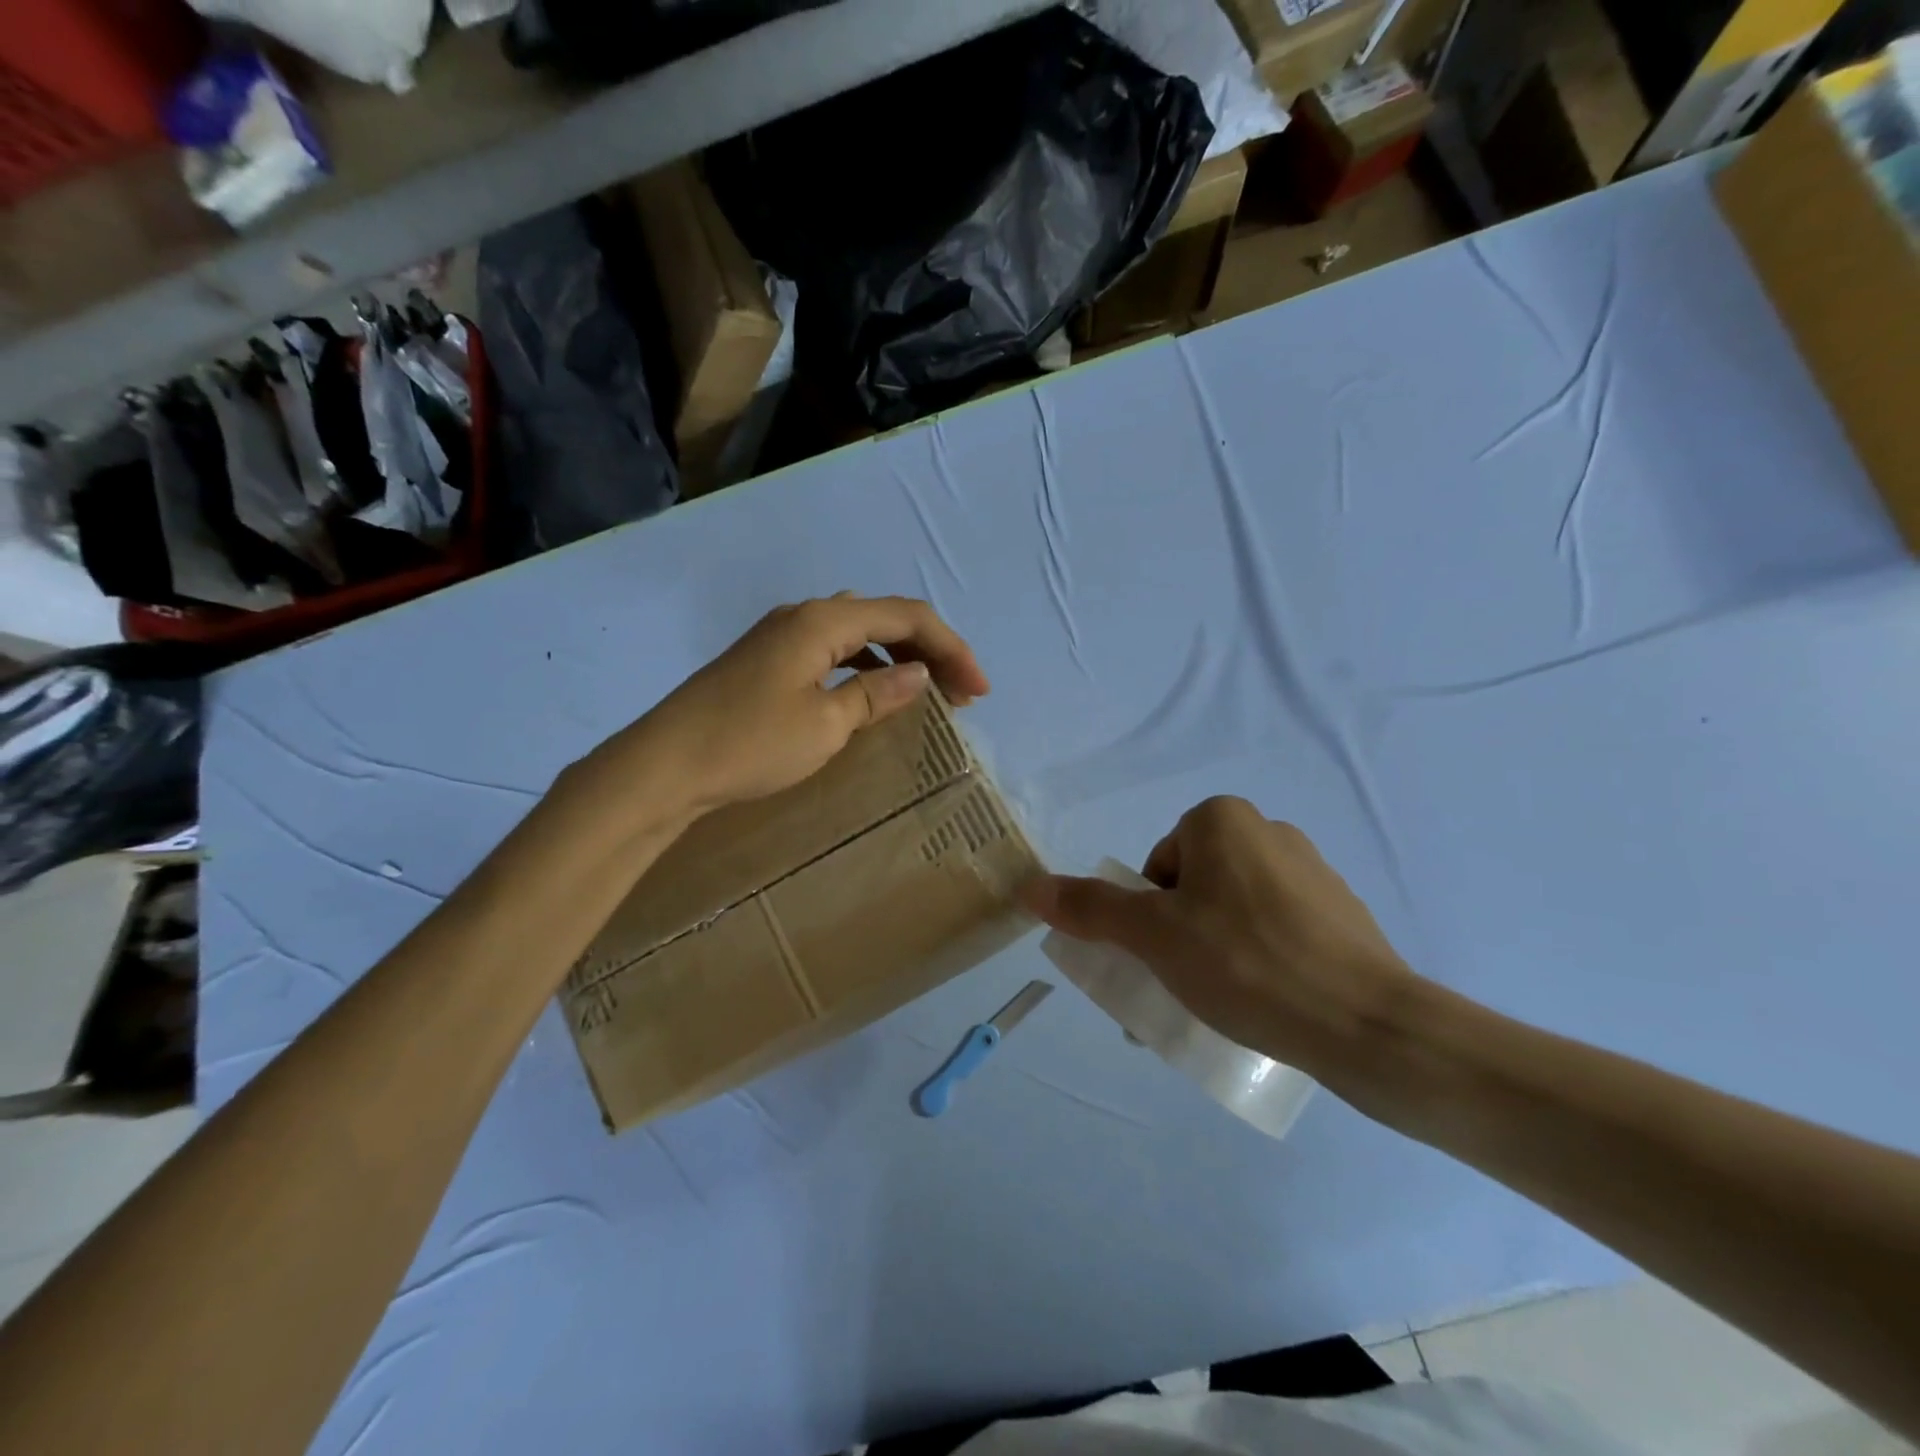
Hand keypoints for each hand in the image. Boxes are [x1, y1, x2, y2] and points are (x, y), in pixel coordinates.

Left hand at [600, 593, 990, 819]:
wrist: (664, 767)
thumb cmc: (750, 743)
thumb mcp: (826, 724)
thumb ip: (877, 694)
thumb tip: (919, 673)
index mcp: (822, 620)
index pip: (906, 617)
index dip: (951, 648)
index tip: (979, 690)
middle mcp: (803, 615)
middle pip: (883, 617)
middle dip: (929, 649)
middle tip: (961, 693)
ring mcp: (780, 636)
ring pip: (857, 632)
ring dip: (898, 656)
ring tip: (927, 691)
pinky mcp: (766, 661)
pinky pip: (832, 650)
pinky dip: (865, 666)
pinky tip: (872, 692)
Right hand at [1025, 797, 1422, 1085]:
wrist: (1367, 1024)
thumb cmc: (1245, 964)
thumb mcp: (1153, 937)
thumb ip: (1091, 908)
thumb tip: (1031, 887)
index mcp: (1222, 820)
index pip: (1160, 866)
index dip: (1152, 914)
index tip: (1167, 955)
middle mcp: (1269, 831)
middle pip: (1195, 886)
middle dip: (1181, 933)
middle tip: (1187, 983)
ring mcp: (1313, 872)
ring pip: (1236, 910)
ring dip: (1218, 949)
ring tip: (1227, 1001)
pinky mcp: (1343, 914)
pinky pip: (1279, 930)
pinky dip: (1262, 958)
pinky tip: (1269, 1000)